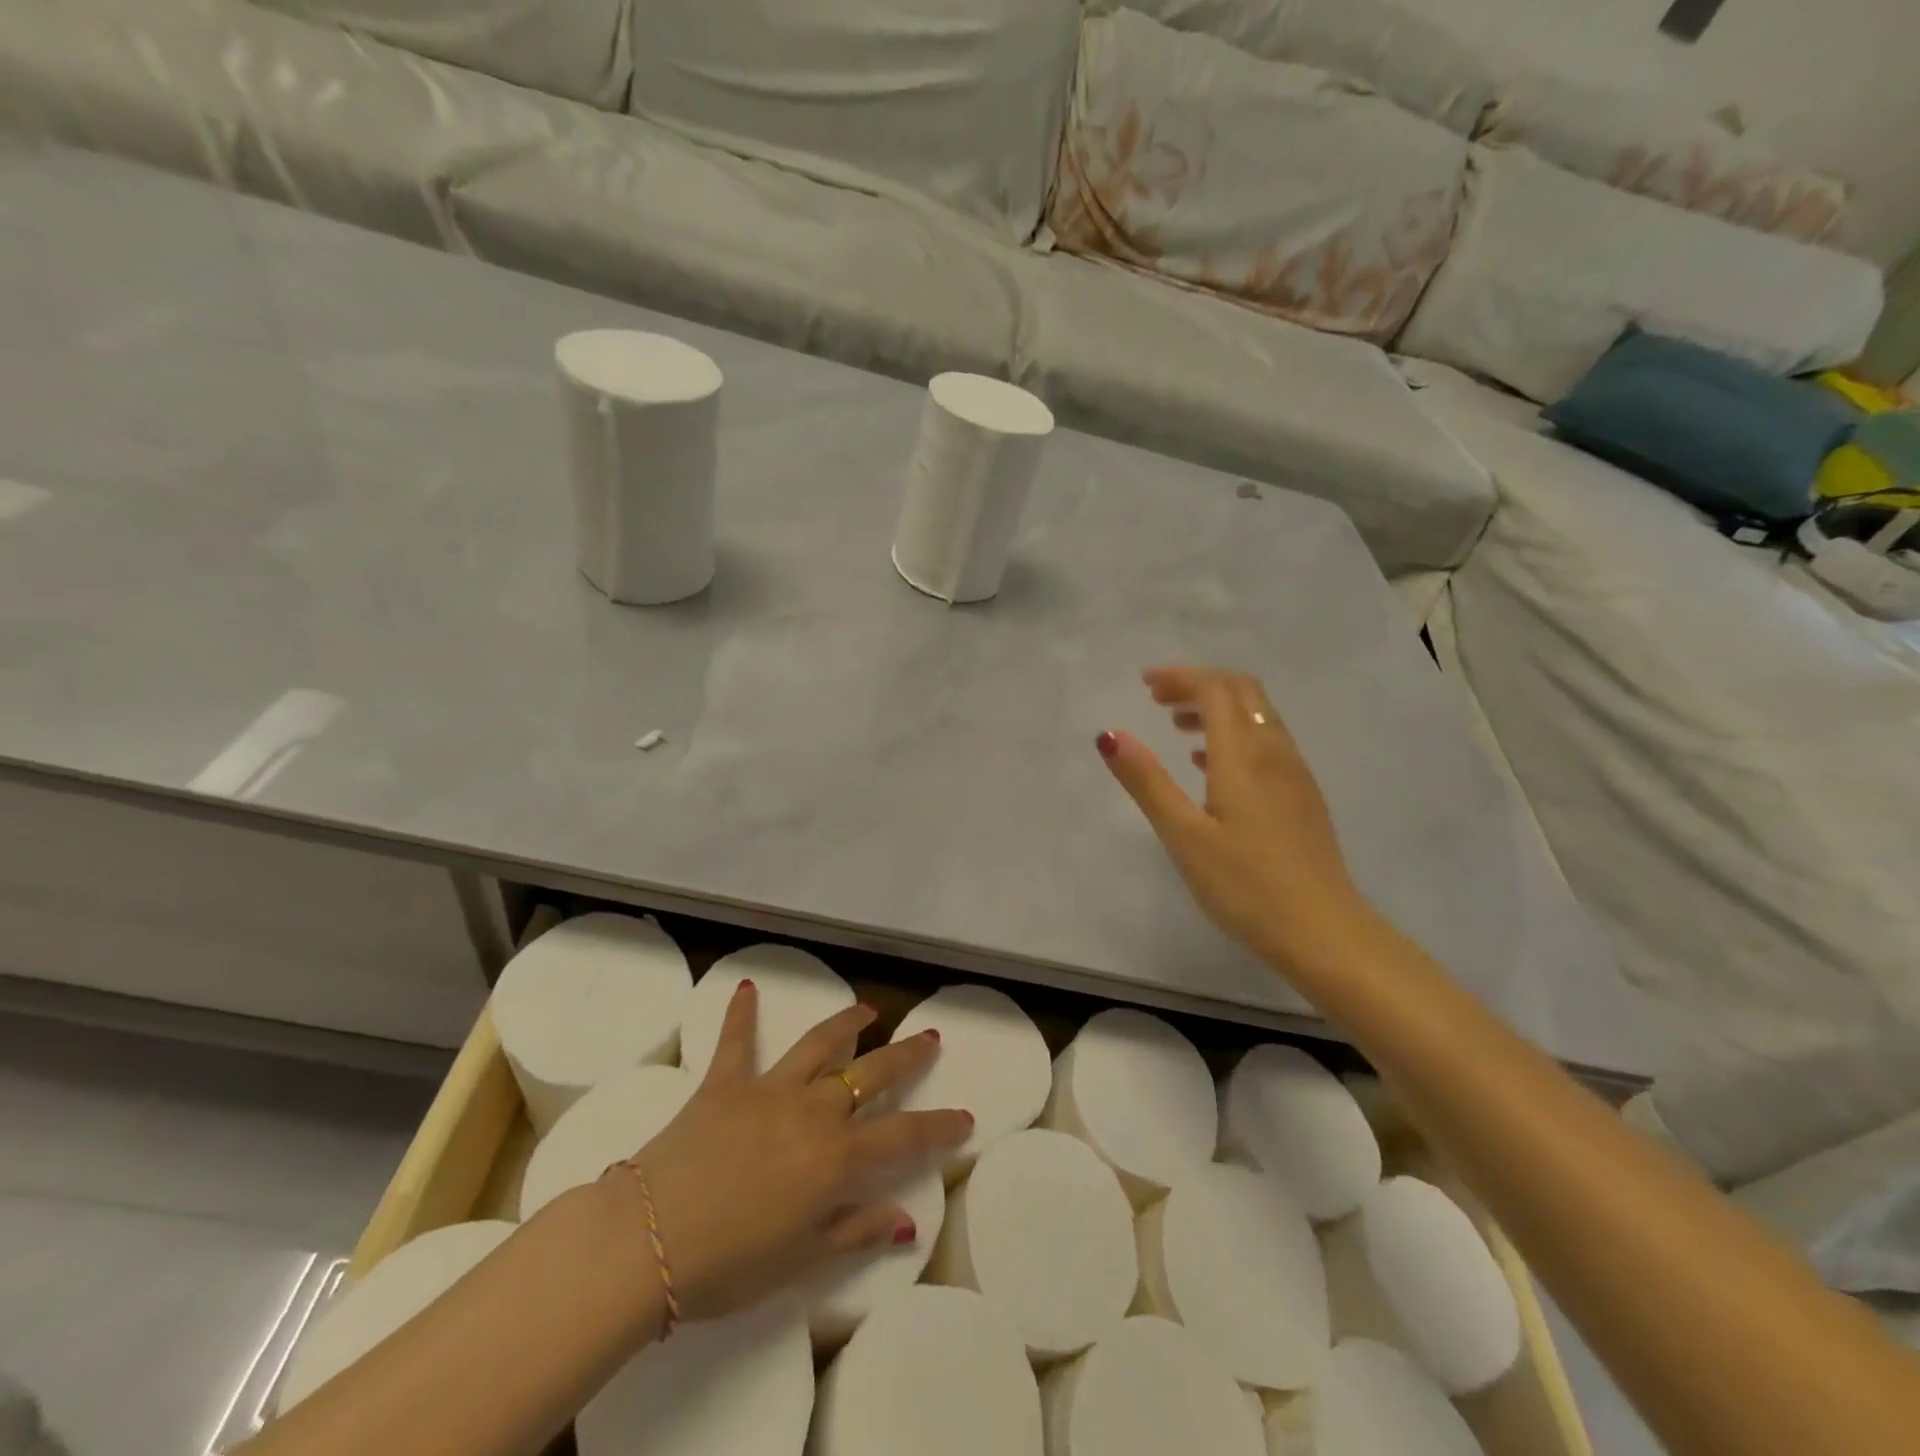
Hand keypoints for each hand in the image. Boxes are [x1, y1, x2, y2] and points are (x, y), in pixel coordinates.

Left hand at [623, 983, 969, 1322]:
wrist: (646, 1240)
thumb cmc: (728, 1265)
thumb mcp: (801, 1259)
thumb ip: (856, 1231)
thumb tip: (906, 1222)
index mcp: (836, 1157)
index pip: (904, 1136)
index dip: (939, 1127)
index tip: (965, 1118)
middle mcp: (812, 1110)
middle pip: (871, 1074)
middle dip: (905, 1055)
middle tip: (929, 1037)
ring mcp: (768, 1090)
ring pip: (818, 1044)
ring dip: (845, 1023)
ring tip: (866, 1009)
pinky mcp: (723, 1083)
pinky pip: (735, 1042)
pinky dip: (741, 1014)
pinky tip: (746, 987)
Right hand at [1098, 665, 1365, 974]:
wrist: (1323, 932)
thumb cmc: (1245, 885)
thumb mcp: (1183, 835)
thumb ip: (1147, 781)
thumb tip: (1109, 735)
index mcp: (1244, 755)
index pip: (1215, 690)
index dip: (1179, 677)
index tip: (1143, 684)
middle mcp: (1275, 752)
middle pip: (1242, 692)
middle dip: (1199, 684)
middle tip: (1158, 698)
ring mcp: (1295, 774)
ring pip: (1258, 716)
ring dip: (1217, 708)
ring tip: (1177, 727)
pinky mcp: (1302, 797)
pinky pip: (1267, 742)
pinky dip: (1235, 734)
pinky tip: (1211, 766)